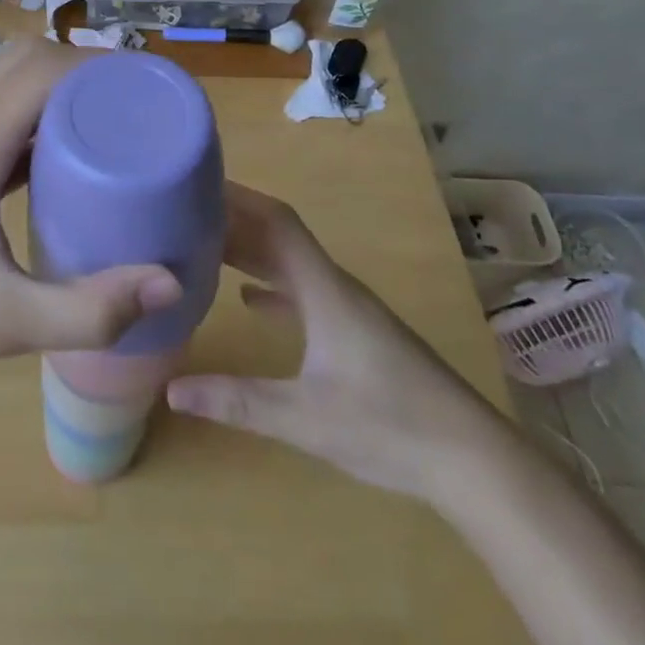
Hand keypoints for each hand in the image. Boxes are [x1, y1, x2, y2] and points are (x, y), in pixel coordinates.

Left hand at [0, 40, 183, 389]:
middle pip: (23, 60)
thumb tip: (168, 283)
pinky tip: (60, 157)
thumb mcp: (6, 322)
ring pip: (4, 81)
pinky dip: (32, 114)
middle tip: (131, 102)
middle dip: (81, 68)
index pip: (42, 72)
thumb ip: (89, 310)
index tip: (146, 88)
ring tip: (107, 120)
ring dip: (54, 86)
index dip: (97, 68)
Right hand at [166, 184, 500, 499]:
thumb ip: (237, 402)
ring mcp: (349, 311)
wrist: (473, 461)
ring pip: (292, 265)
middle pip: (280, 238)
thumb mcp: (305, 418)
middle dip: (235, 222)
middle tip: (184, 215)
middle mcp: (336, 288)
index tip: (199, 184)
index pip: (277, 222)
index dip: (239, 198)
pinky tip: (248, 298)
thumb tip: (172, 389)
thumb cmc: (390, 427)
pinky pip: (305, 293)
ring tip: (204, 248)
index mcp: (325, 290)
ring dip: (251, 252)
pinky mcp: (357, 335)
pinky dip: (273, 287)